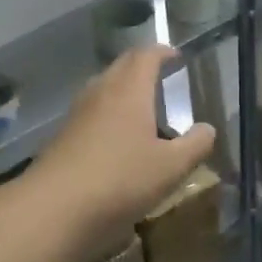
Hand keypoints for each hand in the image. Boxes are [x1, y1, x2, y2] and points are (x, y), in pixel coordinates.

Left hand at [26, 46, 216, 261]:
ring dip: (122, 88)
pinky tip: (116, 137)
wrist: (54, 209)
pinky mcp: (63, 137)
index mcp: (129, 90)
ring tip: (141, 105)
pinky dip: (107, 112)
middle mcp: (100, 92)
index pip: (146, 56)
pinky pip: (91, 111)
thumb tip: (208, 129)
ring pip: (102, 87)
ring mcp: (77, 114)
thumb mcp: (171, 167)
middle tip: (160, 74)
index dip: (163, 52)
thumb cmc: (120, 180)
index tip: (176, 56)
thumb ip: (195, 145)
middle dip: (141, 65)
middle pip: (121, 66)